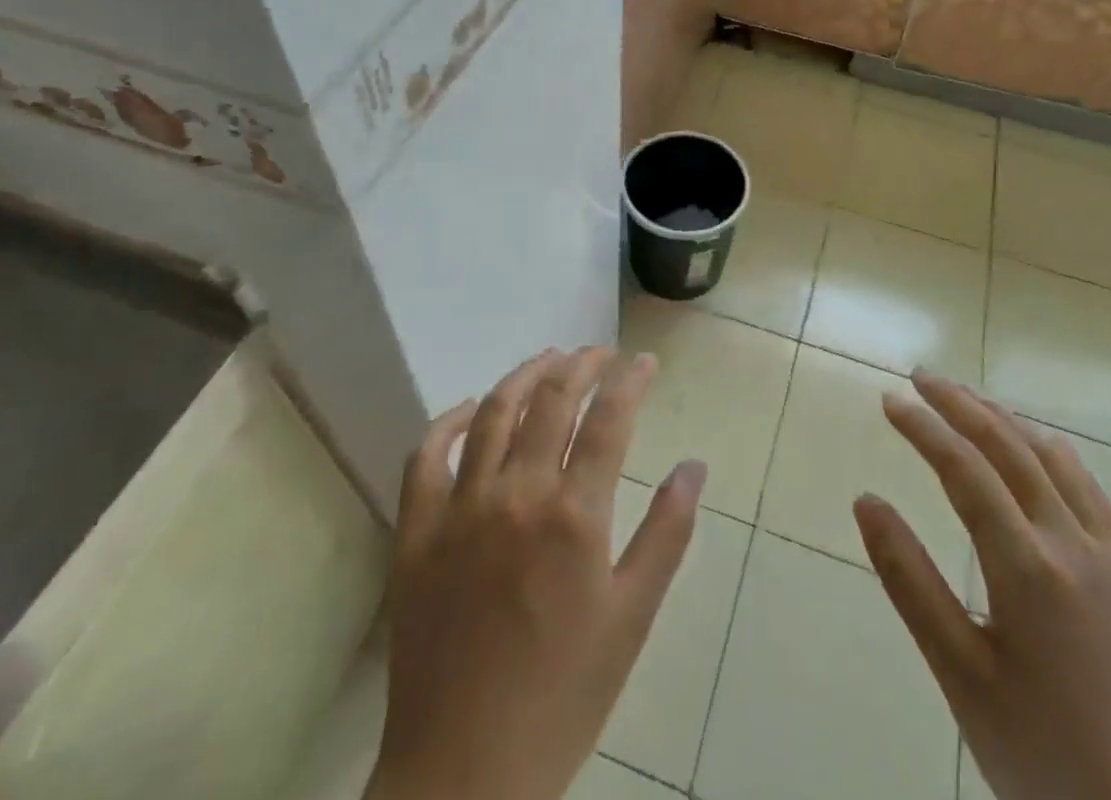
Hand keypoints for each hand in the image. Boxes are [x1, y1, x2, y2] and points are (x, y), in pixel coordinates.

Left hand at [367, 347, 706, 799]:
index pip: (609, 418)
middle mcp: (517, 493)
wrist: (466, 774)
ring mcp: (460, 507)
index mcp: (574, 515)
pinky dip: (447, 421)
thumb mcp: (631, 618)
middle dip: (581, 364)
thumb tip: (694, 465)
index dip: (629, 379)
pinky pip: (425, 455)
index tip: (643, 361)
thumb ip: (666, 534)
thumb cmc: (563, 696)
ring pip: (492, 411)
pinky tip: (468, 408)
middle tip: (599, 353)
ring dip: (524, 375)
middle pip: (552, 399)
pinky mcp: (416, 530)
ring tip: (548, 360)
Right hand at [854, 370, 1110, 799]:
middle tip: (921, 377)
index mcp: (1028, 569)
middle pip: (1009, 448)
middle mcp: (1074, 545)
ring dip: (1006, 422)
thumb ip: (909, 581)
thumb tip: (866, 500)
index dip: (922, 427)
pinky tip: (1042, 452)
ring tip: (969, 402)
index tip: (889, 399)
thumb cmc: (1043, 758)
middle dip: (961, 404)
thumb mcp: (959, 676)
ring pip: (1054, 461)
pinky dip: (1055, 457)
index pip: (964, 470)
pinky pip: (1094, 494)